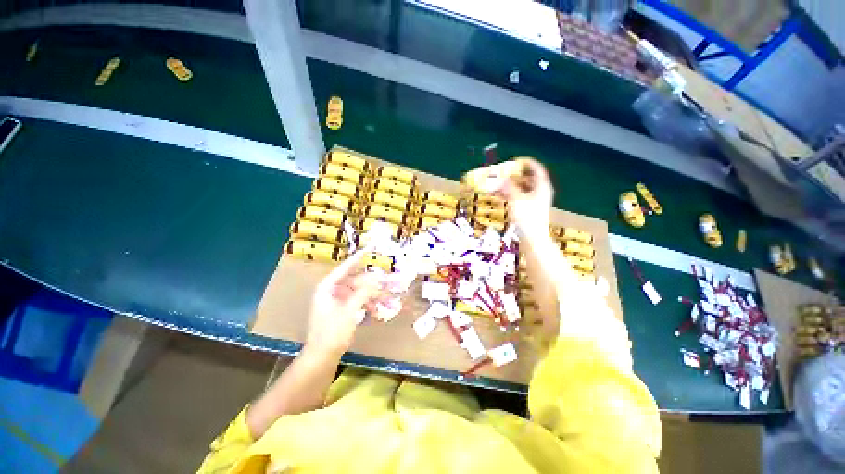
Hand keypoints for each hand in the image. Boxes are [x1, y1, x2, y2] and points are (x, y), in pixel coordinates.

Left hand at [307, 251, 384, 355]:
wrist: (322, 357)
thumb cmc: (332, 332)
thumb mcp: (350, 310)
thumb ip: (363, 292)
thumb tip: (376, 279)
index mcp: (328, 288)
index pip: (344, 268)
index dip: (357, 259)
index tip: (368, 250)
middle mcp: (332, 291)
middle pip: (355, 282)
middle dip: (371, 284)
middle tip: (387, 282)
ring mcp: (337, 301)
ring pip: (358, 292)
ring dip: (372, 296)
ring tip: (386, 301)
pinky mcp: (342, 311)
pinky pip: (357, 302)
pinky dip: (367, 305)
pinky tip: (377, 311)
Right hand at [496, 158, 553, 236]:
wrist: (533, 238)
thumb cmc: (527, 217)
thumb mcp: (516, 199)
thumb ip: (508, 187)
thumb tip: (501, 178)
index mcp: (542, 186)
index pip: (537, 169)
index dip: (527, 163)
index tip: (516, 160)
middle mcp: (541, 192)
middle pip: (529, 178)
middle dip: (516, 175)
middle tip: (504, 173)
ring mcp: (536, 201)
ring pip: (523, 188)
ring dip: (511, 185)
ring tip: (499, 184)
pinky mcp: (530, 209)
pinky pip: (520, 197)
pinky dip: (511, 194)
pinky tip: (500, 195)